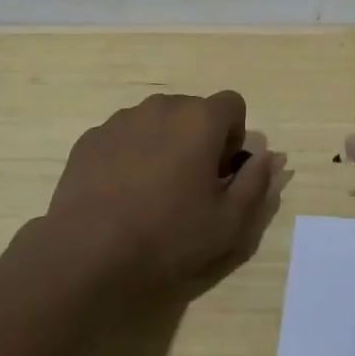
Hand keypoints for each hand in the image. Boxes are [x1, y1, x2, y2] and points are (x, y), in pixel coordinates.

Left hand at [46, 90, 278, 294]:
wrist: (88, 251)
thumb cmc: (168, 235)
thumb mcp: (229, 222)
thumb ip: (256, 183)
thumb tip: (267, 158)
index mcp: (200, 119)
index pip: (232, 104)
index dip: (233, 136)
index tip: (221, 172)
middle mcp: (162, 106)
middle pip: (193, 110)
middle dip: (199, 139)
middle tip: (190, 185)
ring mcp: (122, 119)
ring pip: (156, 121)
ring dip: (164, 144)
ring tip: (152, 191)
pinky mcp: (91, 137)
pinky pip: (123, 136)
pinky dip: (130, 154)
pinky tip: (121, 193)